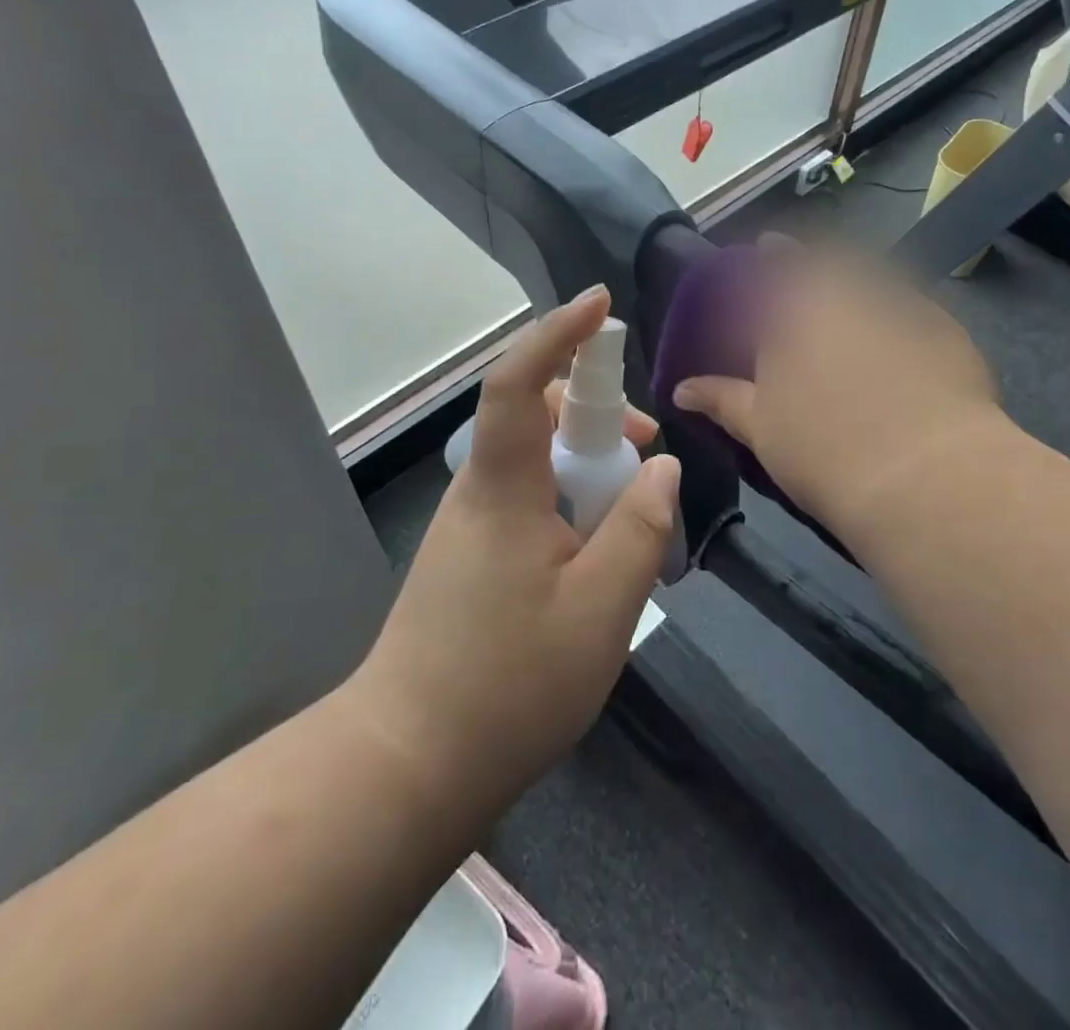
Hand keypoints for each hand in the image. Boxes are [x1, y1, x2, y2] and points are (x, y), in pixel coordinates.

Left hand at [350, 287, 678, 820]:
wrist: (407, 766)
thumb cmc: (508, 684)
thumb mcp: (602, 608)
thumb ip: (640, 528)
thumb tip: (662, 468)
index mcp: (503, 488)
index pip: (520, 384)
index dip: (559, 334)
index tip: (600, 304)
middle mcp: (480, 491)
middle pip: (536, 417)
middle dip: (598, 415)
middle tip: (648, 452)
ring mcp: (472, 525)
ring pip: (537, 462)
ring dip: (590, 466)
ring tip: (635, 512)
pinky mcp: (473, 556)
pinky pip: (530, 500)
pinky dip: (572, 502)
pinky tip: (600, 553)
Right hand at [672, 241, 1009, 532]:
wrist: (925, 477)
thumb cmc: (824, 451)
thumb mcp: (761, 429)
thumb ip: (721, 399)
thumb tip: (681, 389)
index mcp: (797, 308)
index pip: (779, 262)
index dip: (773, 252)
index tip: (768, 245)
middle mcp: (851, 293)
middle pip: (834, 261)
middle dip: (820, 264)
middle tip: (812, 280)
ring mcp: (905, 308)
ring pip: (878, 282)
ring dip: (863, 287)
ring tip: (856, 311)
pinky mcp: (948, 332)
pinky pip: (916, 313)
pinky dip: (902, 320)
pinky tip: (904, 348)